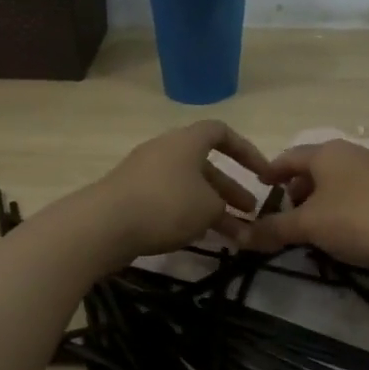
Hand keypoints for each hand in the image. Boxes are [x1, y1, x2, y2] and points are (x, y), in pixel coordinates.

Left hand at [89, 121, 271, 259]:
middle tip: (250, 210)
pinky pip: (168, 199)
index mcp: (187, 141)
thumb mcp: (208, 207)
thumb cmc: (166, 205)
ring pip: (188, 186)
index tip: (263, 173)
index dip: (246, 151)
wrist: (105, 224)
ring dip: (211, 206)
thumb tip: (222, 213)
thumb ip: (224, 208)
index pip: (221, 132)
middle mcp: (165, 150)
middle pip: (205, 164)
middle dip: (230, 188)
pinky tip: (198, 236)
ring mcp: (145, 172)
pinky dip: (187, 214)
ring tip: (232, 233)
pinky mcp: (130, 195)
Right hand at [242, 140, 368, 269]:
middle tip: (284, 217)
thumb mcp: (310, 226)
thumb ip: (274, 230)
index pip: (288, 157)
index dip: (270, 173)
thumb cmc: (361, 219)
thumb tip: (239, 237)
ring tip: (311, 231)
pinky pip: (358, 199)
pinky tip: (343, 236)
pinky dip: (343, 213)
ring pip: (337, 186)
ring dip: (320, 205)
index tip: (259, 188)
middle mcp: (351, 155)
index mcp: (327, 153)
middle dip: (296, 192)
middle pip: (314, 170)